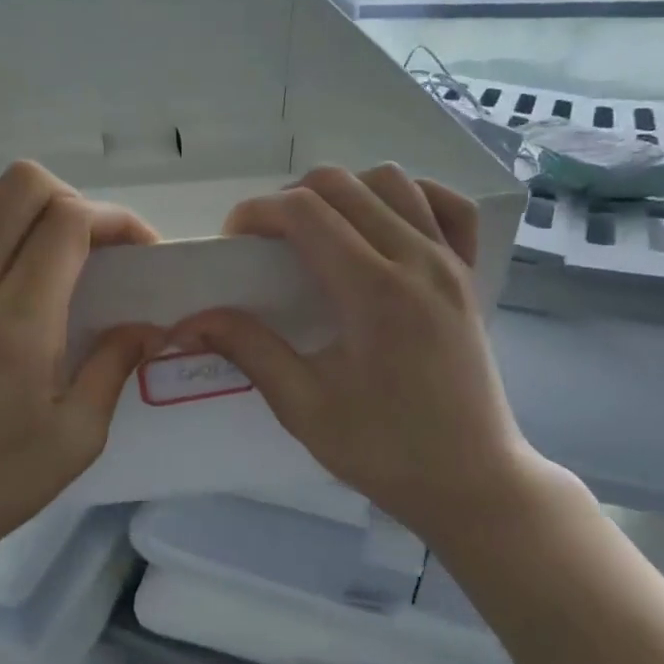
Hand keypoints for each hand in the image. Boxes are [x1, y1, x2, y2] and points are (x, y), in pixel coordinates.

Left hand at [0, 161, 162, 577]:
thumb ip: (116, 366)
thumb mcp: (78, 437)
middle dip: (68, 199)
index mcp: (20, 321)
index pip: (70, 220)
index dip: (116, 220)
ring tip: (29, 247)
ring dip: (7, 206)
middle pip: (19, 185)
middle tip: (86, 245)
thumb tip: (151, 325)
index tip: (137, 251)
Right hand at [171, 165, 564, 539]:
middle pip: (342, 184)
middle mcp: (416, 259)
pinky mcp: (470, 274)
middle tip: (267, 242)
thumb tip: (191, 320)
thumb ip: (249, 350)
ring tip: (320, 232)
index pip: (304, 212)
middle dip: (289, 198)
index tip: (233, 240)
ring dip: (345, 192)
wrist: (472, 482)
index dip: (257, 212)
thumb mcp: (304, 408)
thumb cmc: (386, 450)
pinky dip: (411, 197)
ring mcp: (450, 261)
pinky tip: (386, 222)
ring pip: (392, 180)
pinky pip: (448, 205)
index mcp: (373, 291)